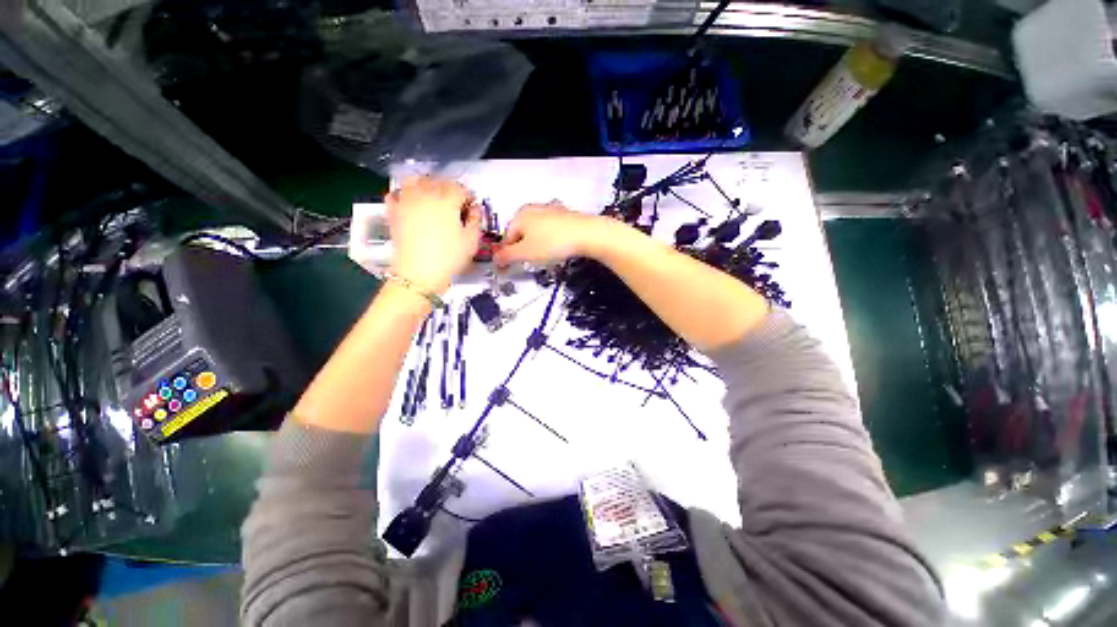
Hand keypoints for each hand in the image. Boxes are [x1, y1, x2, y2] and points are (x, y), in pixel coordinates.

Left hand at [387, 177, 481, 293]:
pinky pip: (397, 194)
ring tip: (434, 199)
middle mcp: (425, 194)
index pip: (461, 188)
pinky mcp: (394, 212)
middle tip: (456, 206)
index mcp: (447, 199)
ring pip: (416, 181)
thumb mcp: (471, 241)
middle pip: (440, 181)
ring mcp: (407, 201)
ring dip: (427, 185)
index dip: (469, 197)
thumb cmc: (448, 258)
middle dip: (450, 190)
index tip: (471, 209)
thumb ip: (476, 220)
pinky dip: (404, 194)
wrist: (418, 274)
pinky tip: (411, 203)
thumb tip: (475, 210)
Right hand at [494, 202, 610, 265]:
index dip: (507, 255)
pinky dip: (551, 240)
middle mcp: (533, 208)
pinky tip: (558, 248)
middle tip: (530, 262)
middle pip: (521, 234)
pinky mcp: (565, 216)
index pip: (506, 238)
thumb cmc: (553, 242)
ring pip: (536, 232)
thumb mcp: (525, 253)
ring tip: (546, 256)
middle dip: (523, 250)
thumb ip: (507, 256)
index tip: (510, 267)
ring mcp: (550, 210)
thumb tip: (495, 259)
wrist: (586, 234)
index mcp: (520, 215)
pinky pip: (551, 230)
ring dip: (537, 245)